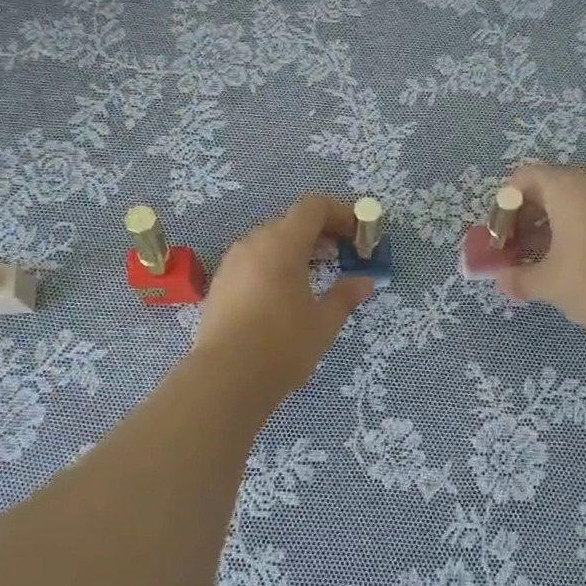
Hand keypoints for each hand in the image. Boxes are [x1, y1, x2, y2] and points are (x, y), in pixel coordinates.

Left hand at [193, 195, 375, 407]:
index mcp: (282, 244)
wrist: (225, 379)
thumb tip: (365, 281)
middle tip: (344, 256)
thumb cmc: (282, 346)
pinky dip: (275, 264)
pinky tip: (286, 293)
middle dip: (322, 232)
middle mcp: (253, 244)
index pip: (313, 207)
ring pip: (270, 241)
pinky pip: (254, 260)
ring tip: (318, 274)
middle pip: (292, 221)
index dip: (341, 213)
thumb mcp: (324, 323)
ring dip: (298, 248)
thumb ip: (345, 296)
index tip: (359, 235)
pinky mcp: (220, 283)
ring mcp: (232, 263)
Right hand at [495, 164, 585, 339]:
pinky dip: (574, 231)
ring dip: (548, 226)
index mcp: (569, 189)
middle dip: (524, 217)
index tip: (500, 238)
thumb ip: (517, 277)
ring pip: (572, 203)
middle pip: (548, 187)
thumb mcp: (548, 283)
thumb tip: (501, 278)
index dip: (504, 206)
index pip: (525, 178)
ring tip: (537, 260)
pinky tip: (568, 263)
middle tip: (513, 250)